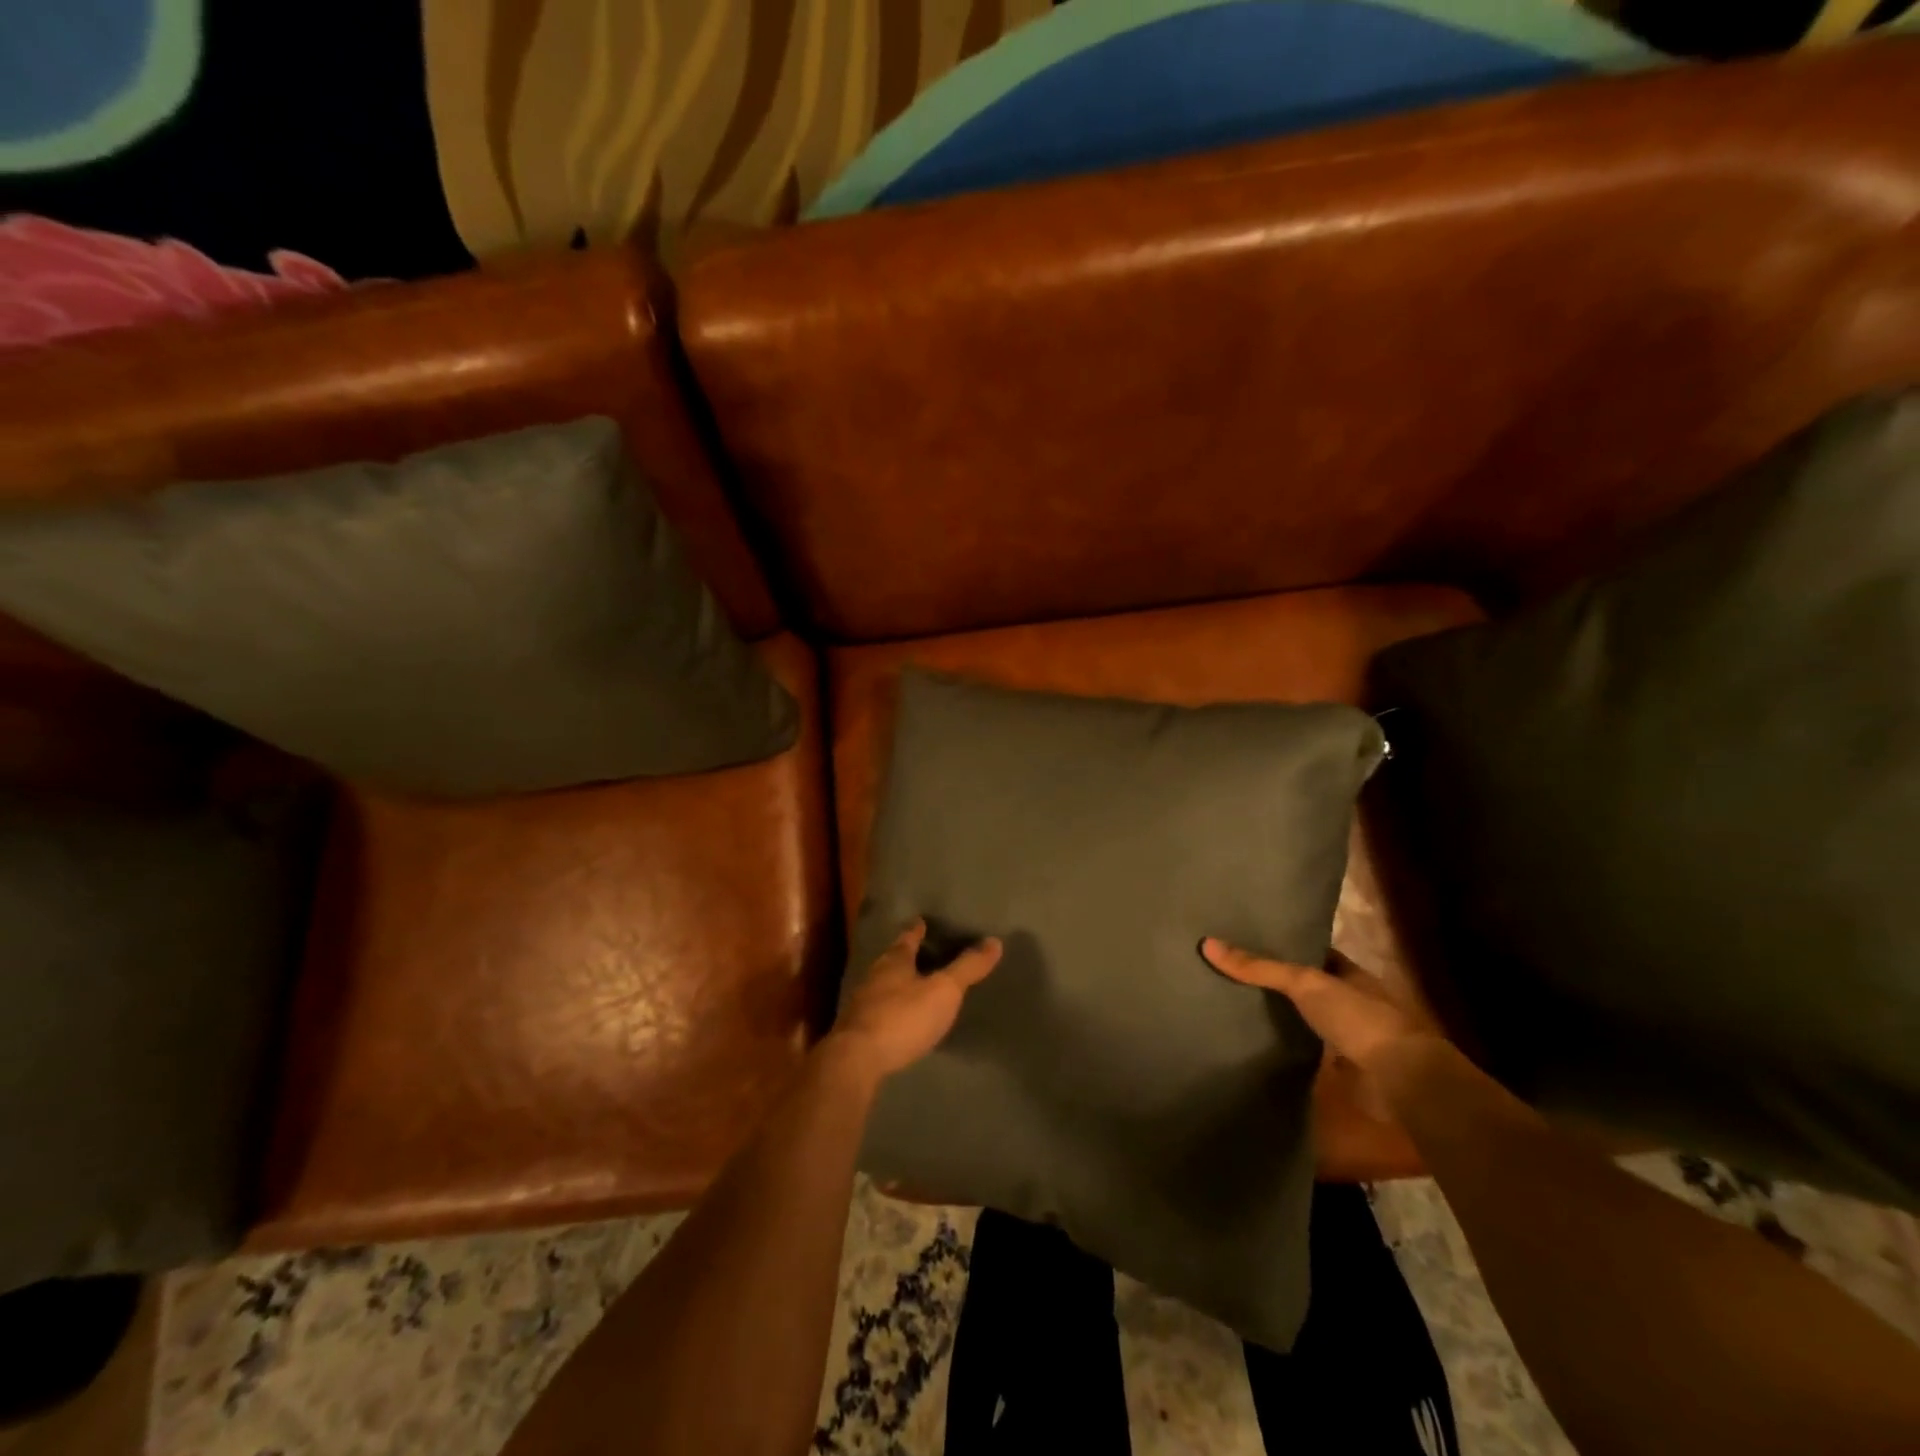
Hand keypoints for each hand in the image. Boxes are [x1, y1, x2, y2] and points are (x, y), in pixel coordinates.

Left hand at [829, 919, 1001, 1082]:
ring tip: (912, 985)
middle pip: (891, 960)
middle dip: (905, 956)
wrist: (856, 1060)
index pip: (907, 938)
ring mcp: (862, 1005)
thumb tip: (994, 941)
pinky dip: (890, 1010)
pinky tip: (899, 1020)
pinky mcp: (857, 1032)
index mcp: (894, 962)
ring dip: (896, 984)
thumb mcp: (943, 991)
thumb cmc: (902, 1017)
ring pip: (882, 985)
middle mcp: (874, 977)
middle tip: (920, 952)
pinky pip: (877, 1011)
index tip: (921, 921)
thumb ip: (967, 968)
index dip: (916, 930)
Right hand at [1200, 939, 1444, 1113]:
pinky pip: (1306, 1051)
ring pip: (1306, 1019)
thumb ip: (1259, 967)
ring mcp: (1347, 1036)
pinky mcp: (1340, 1068)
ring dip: (1282, 1017)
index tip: (1249, 940)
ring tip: (1235, 1004)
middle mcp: (1350, 1001)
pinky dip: (1286, 1048)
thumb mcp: (1304, 982)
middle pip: (1308, 987)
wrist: (1399, 1079)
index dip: (1286, 946)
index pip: (1314, 953)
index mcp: (1350, 974)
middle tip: (1232, 972)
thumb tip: (1208, 944)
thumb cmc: (1359, 1017)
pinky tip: (1256, 1042)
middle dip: (1278, 982)